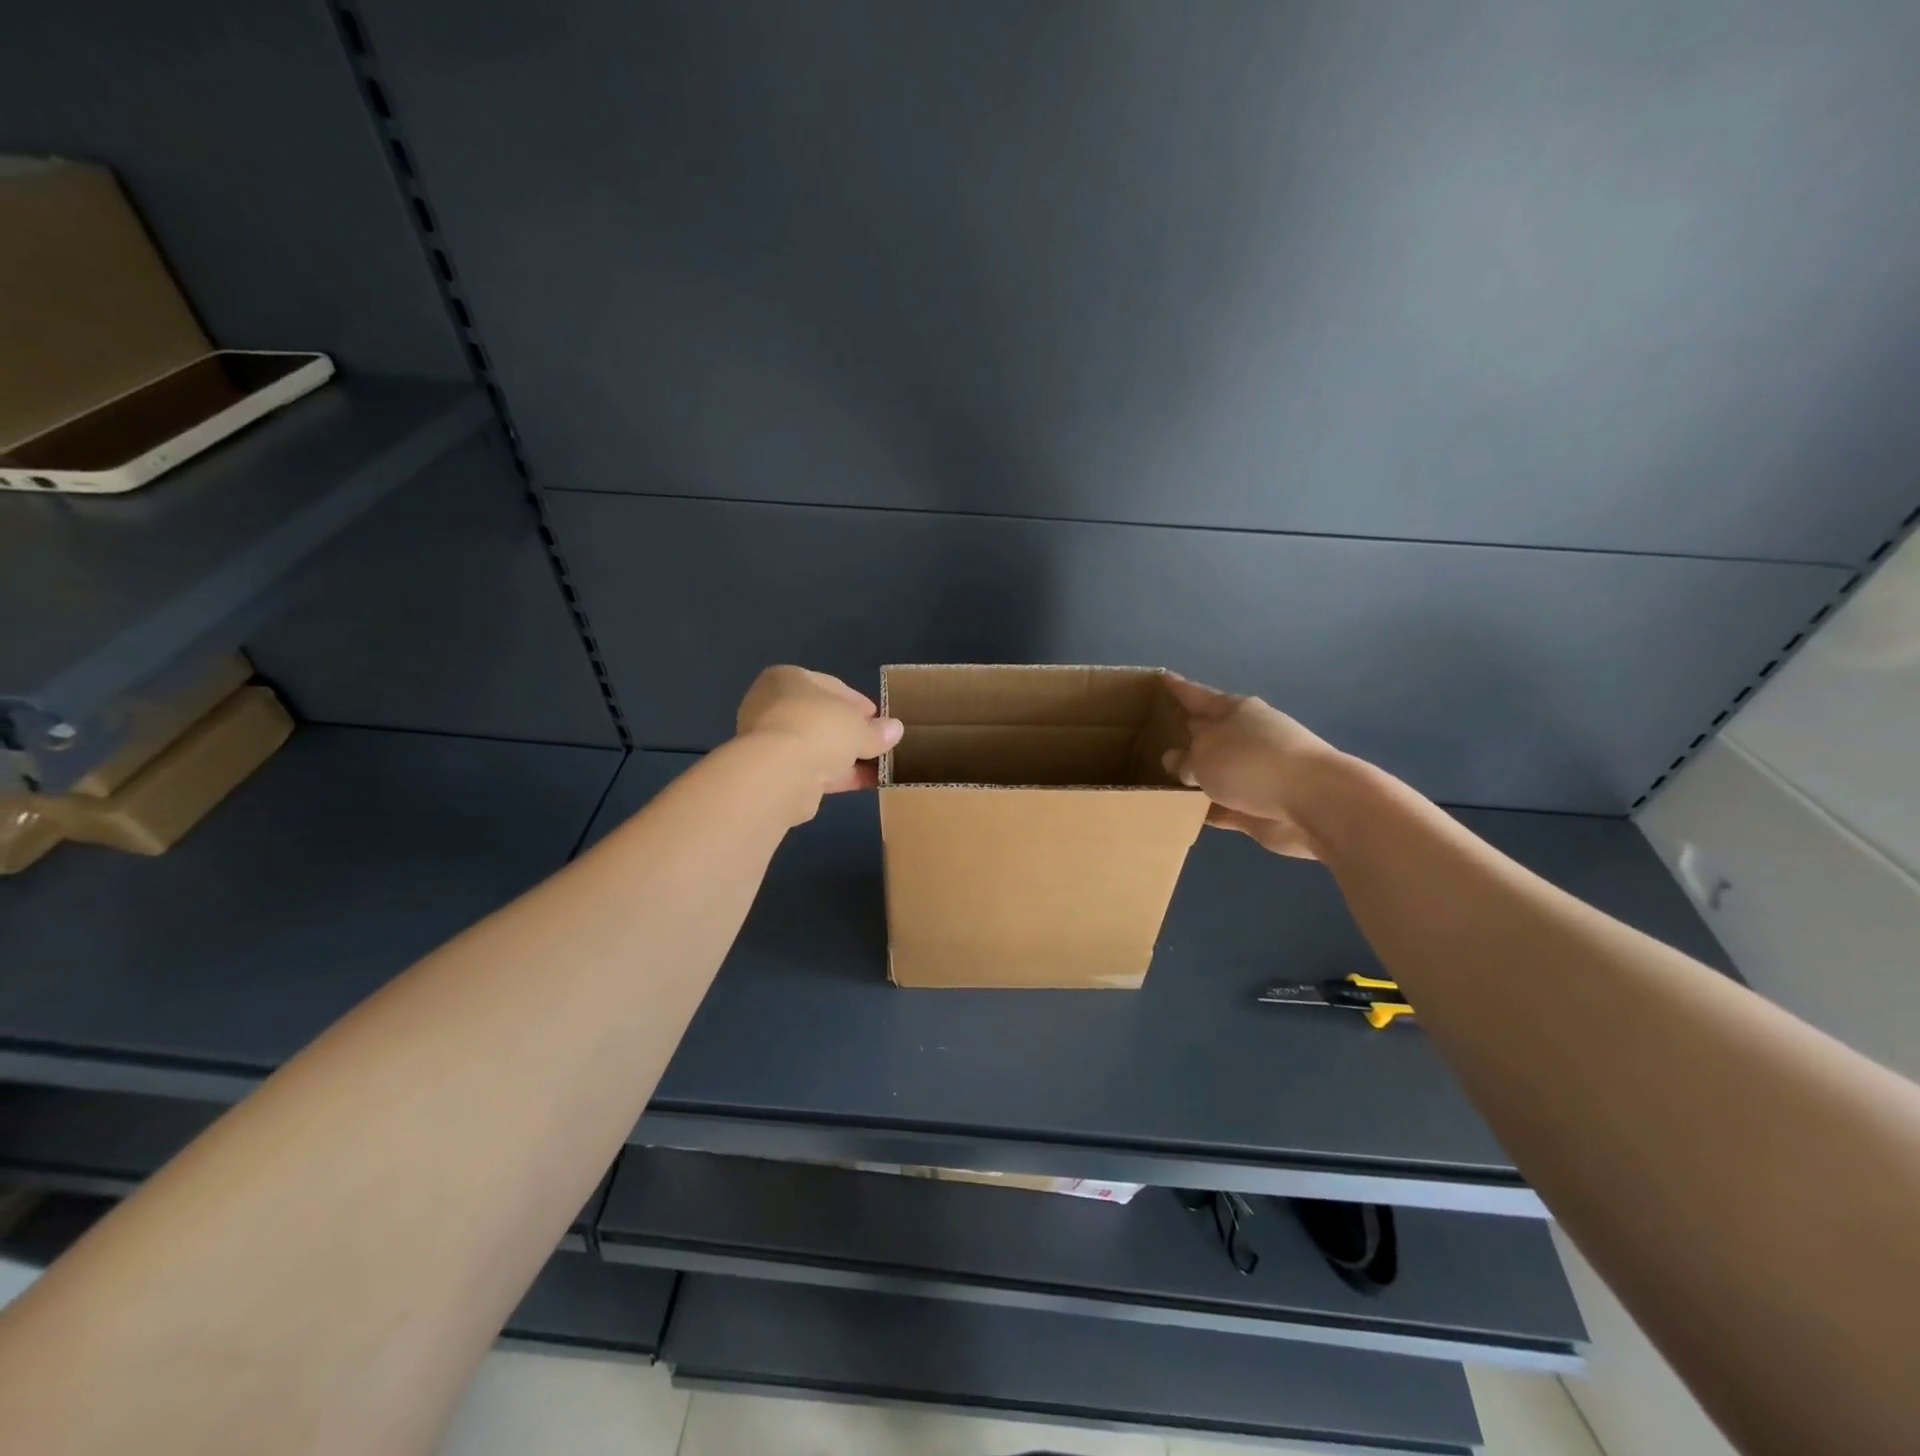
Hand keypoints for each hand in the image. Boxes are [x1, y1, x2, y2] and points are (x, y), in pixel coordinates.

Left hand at [735, 666, 902, 816]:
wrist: (779, 772)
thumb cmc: (819, 727)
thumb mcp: (859, 726)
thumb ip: (876, 730)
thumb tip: (895, 729)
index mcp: (786, 678)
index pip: (829, 685)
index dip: (857, 702)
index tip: (878, 718)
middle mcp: (772, 705)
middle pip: (821, 717)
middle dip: (850, 731)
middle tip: (877, 742)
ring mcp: (770, 741)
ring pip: (816, 745)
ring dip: (845, 756)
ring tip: (878, 766)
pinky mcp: (773, 772)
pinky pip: (812, 769)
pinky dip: (836, 774)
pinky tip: (865, 782)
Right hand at [1160, 673, 1346, 859]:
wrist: (1313, 801)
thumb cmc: (1250, 763)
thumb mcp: (1203, 756)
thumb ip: (1185, 760)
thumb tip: (1177, 762)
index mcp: (1235, 711)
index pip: (1197, 696)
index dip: (1177, 688)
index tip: (1162, 677)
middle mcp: (1247, 737)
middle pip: (1210, 733)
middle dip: (1188, 734)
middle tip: (1158, 735)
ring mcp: (1258, 772)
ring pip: (1218, 771)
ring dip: (1198, 776)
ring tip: (1164, 780)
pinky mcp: (1263, 806)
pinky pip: (1226, 805)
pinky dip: (1208, 808)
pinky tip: (1186, 814)